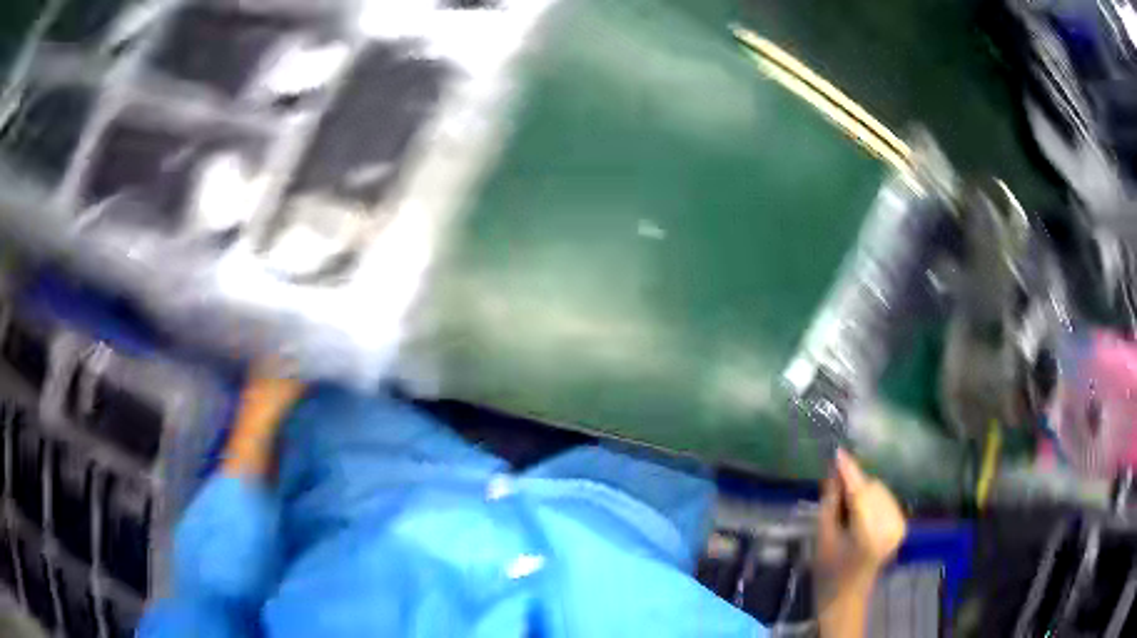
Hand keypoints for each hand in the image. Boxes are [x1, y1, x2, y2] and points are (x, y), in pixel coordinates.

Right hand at [816, 449, 906, 585]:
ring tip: (848, 507)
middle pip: (873, 488)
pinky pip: (886, 500)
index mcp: (868, 535)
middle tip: (835, 491)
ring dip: (864, 491)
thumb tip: (834, 471)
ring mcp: (899, 527)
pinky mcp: (902, 526)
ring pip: (880, 491)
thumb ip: (830, 502)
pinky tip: (861, 512)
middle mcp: (889, 527)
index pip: (860, 493)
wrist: (846, 597)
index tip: (838, 452)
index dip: (849, 471)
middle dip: (855, 485)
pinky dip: (873, 499)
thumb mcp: (822, 537)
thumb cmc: (828, 571)